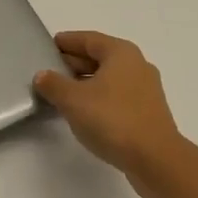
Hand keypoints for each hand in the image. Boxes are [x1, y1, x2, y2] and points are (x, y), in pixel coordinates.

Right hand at [34, 31, 187, 197]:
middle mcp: (137, 65)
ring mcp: (145, 90)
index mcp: (121, 53)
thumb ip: (54, 84)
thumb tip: (42, 75)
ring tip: (62, 93)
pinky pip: (117, 96)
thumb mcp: (73, 100)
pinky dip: (99, 98)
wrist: (155, 159)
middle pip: (100, 57)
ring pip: (109, 78)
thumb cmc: (113, 120)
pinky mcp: (147, 112)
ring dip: (86, 82)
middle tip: (50, 71)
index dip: (68, 41)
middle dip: (74, 62)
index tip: (49, 45)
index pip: (89, 39)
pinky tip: (84, 113)